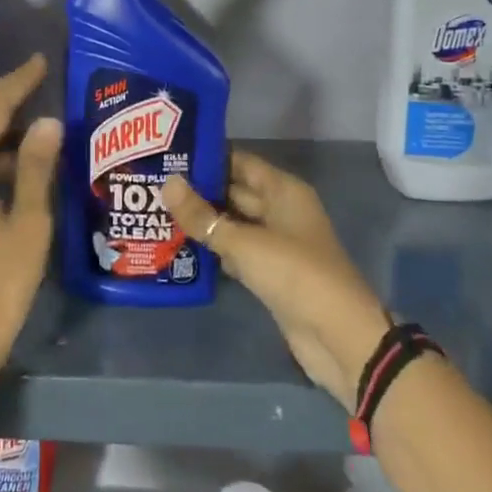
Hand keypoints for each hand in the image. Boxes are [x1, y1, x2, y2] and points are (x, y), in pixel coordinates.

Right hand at [162, 152, 390, 412]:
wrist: (337, 336)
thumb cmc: (295, 274)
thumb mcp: (244, 243)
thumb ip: (203, 216)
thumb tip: (167, 184)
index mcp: (283, 191)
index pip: (239, 161)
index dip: (206, 157)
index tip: (168, 154)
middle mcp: (280, 210)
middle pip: (234, 191)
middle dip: (198, 190)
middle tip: (154, 184)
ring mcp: (276, 243)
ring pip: (232, 223)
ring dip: (202, 221)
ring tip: (158, 211)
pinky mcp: (269, 273)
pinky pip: (236, 251)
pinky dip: (213, 249)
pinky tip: (179, 246)